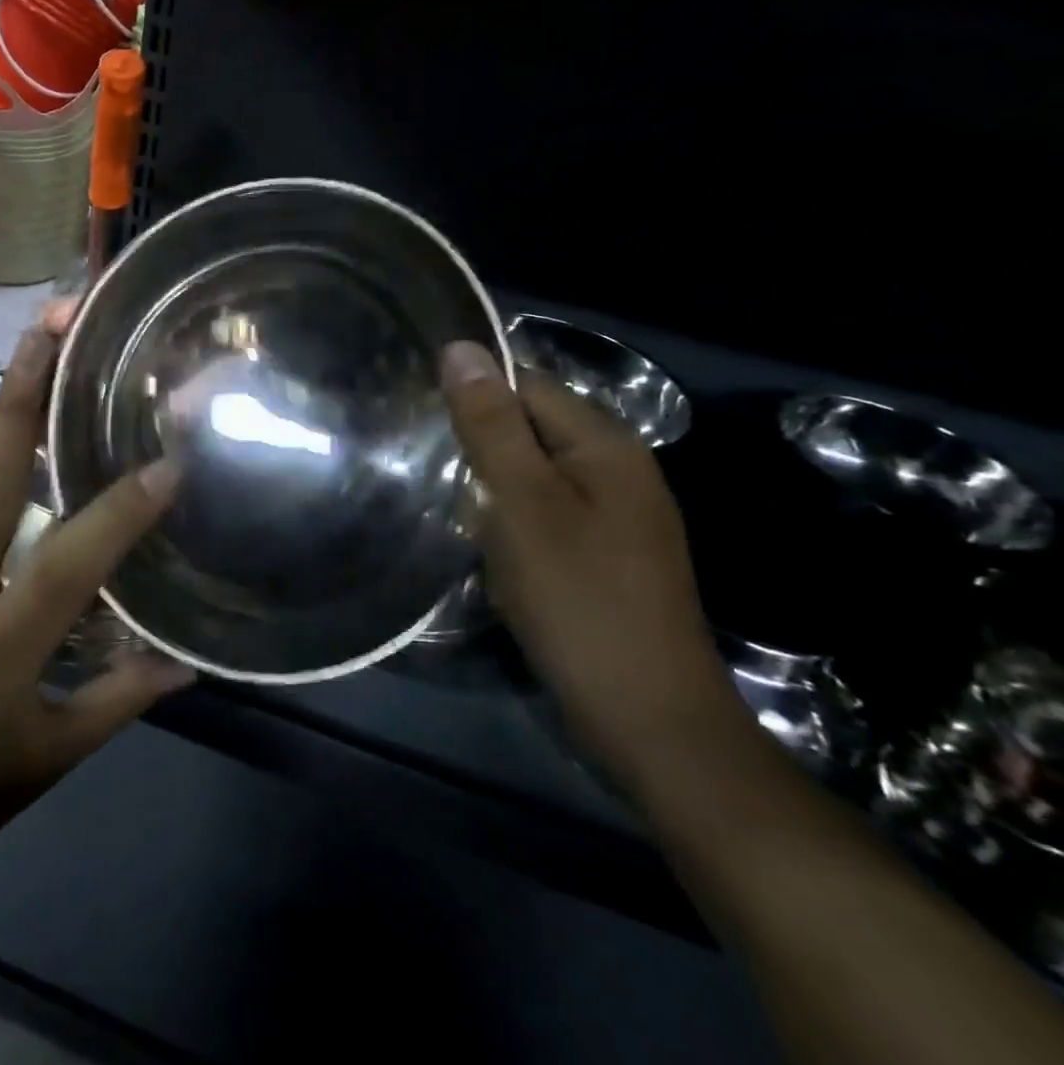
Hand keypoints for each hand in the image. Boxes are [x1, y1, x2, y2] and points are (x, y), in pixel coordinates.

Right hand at [439, 341, 742, 787]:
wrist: (646, 717)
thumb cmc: (577, 598)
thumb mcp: (522, 503)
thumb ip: (491, 424)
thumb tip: (461, 347)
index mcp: (605, 444)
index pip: (526, 384)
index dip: (473, 393)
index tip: (418, 411)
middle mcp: (619, 469)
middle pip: (532, 427)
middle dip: (479, 442)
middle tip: (422, 461)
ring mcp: (617, 516)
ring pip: (534, 474)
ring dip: (490, 484)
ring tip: (443, 500)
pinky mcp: (605, 556)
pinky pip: (545, 513)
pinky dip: (510, 520)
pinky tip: (484, 544)